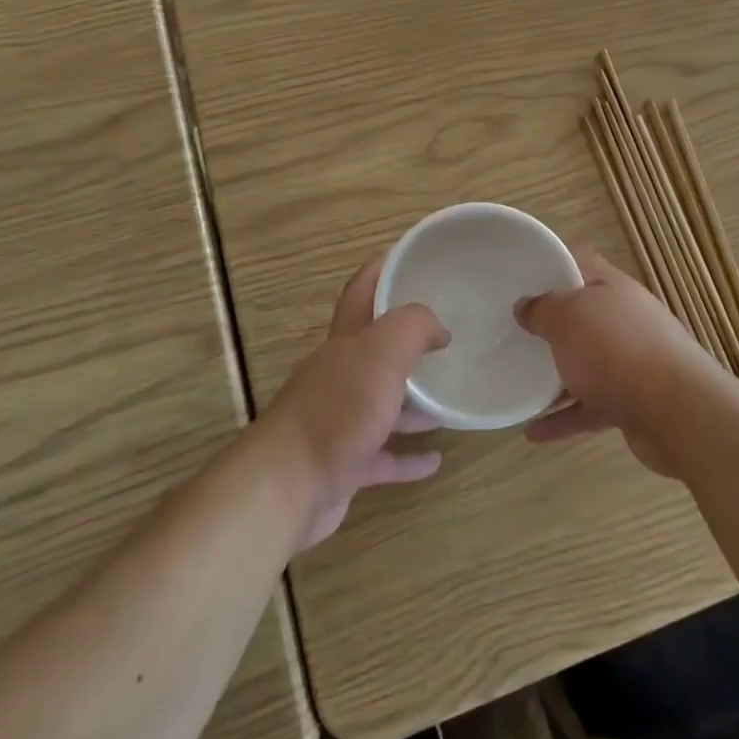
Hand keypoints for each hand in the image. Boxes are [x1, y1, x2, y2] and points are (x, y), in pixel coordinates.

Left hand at [260, 252, 448, 549]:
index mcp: (345, 342)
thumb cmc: (339, 408)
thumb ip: (413, 326)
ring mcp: (340, 421)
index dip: (381, 268)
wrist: (288, 486)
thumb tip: (438, 328)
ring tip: (449, 399)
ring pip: (383, 404)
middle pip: (374, 349)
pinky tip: (435, 459)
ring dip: (415, 402)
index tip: (407, 253)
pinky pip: (384, 456)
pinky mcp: (344, 465)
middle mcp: (340, 376)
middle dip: (406, 340)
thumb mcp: (383, 351)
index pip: (361, 292)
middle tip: (445, 335)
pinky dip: (408, 456)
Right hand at [516, 250, 725, 475]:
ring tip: (520, 380)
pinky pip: (589, 406)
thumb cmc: (615, 349)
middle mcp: (625, 320)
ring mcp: (631, 363)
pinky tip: (533, 431)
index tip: (521, 272)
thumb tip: (525, 306)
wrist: (676, 413)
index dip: (553, 261)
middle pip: (583, 314)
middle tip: (515, 328)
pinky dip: (563, 418)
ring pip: (585, 363)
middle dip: (551, 322)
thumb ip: (542, 308)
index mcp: (612, 288)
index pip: (581, 261)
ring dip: (555, 373)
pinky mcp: (632, 403)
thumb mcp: (566, 317)